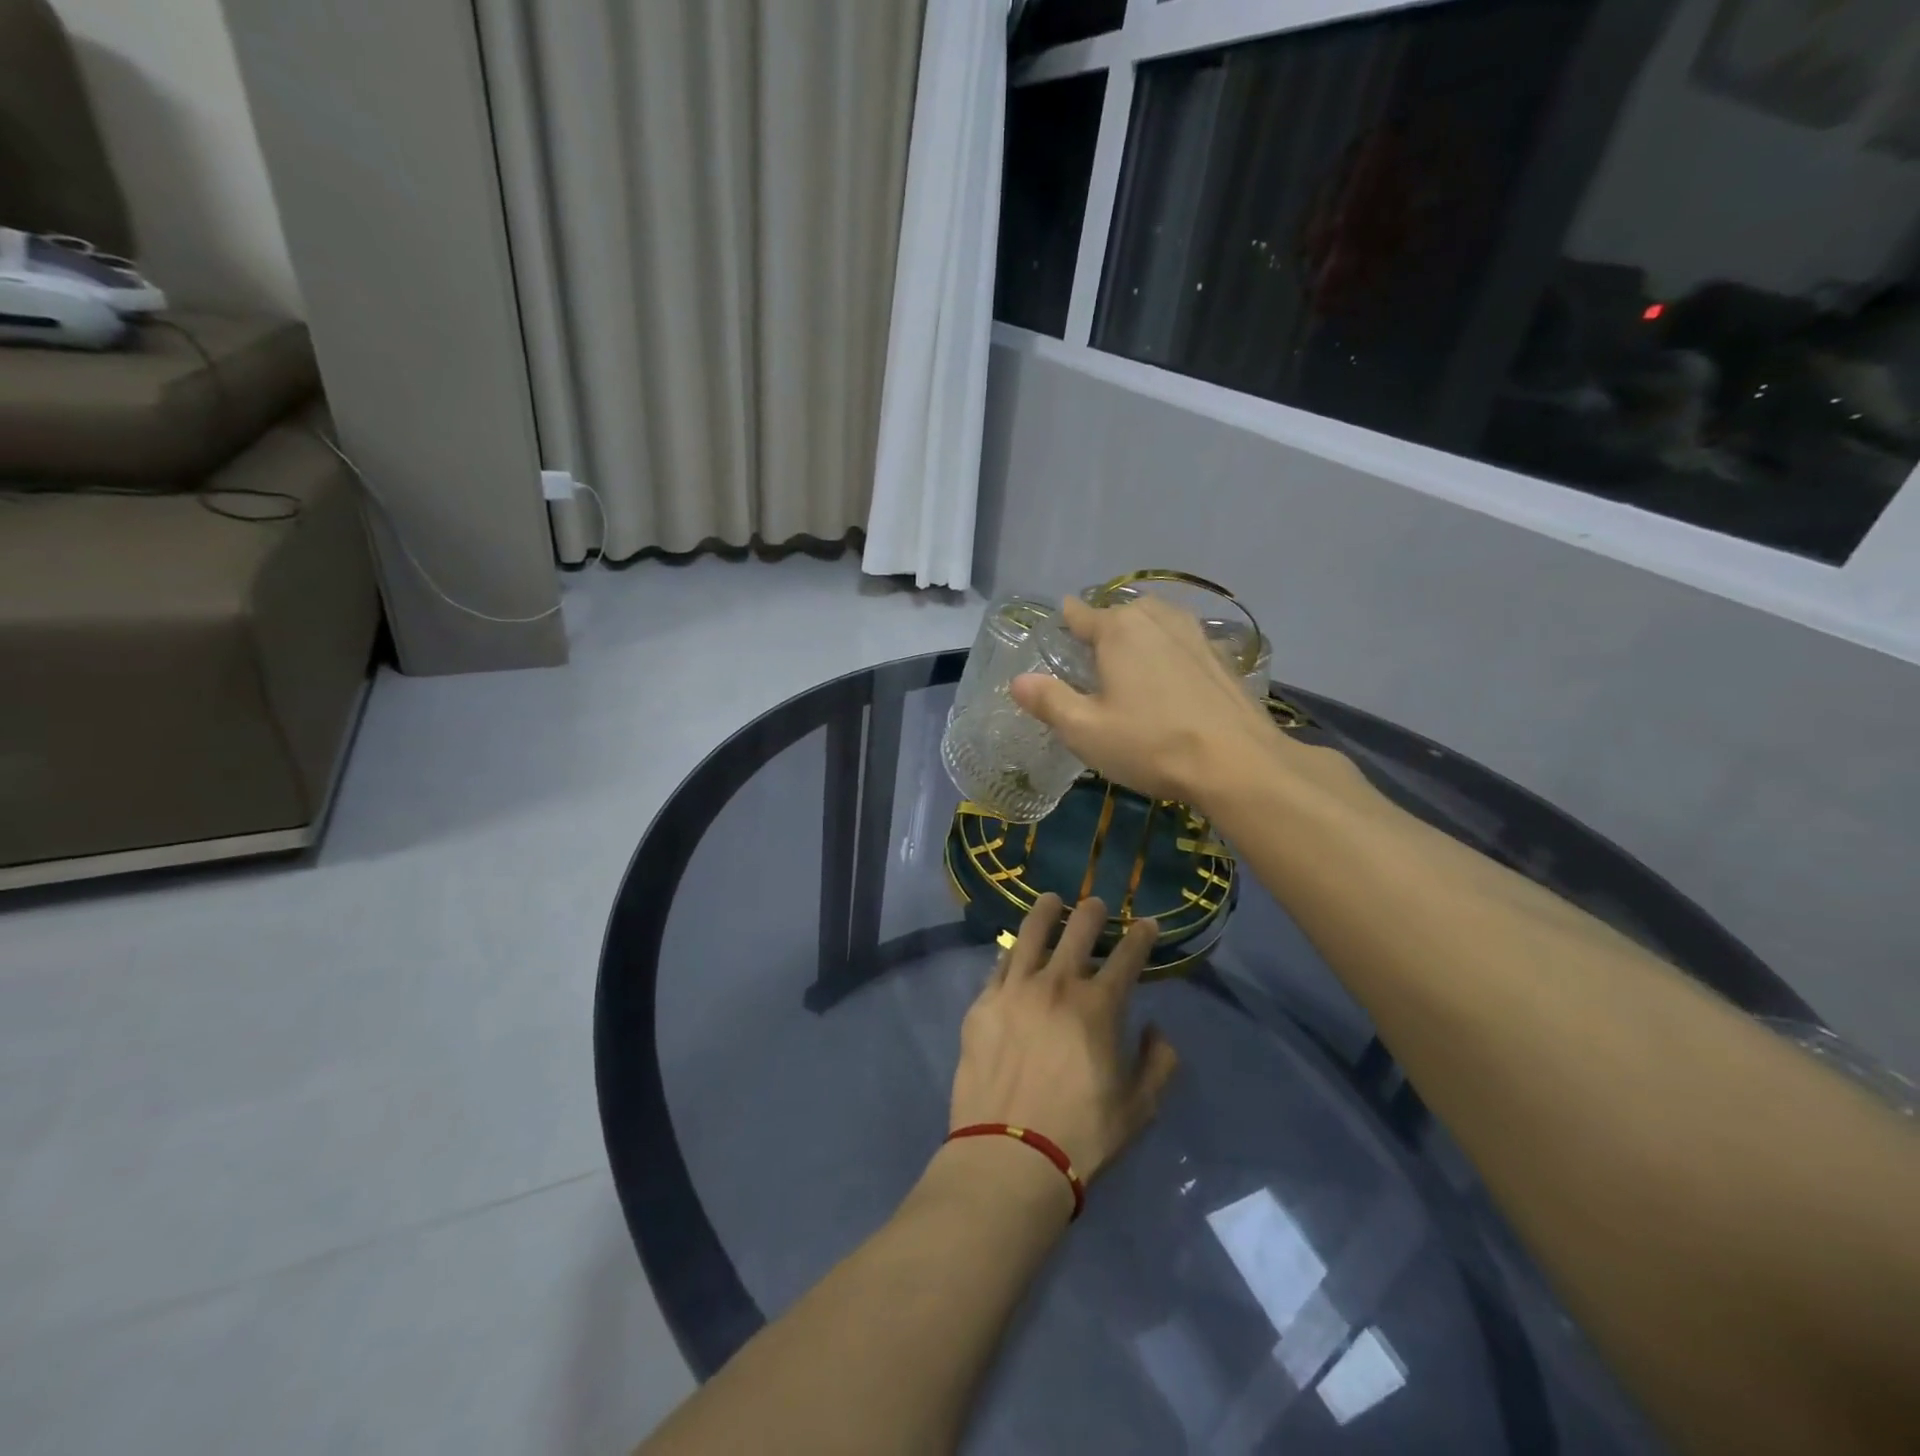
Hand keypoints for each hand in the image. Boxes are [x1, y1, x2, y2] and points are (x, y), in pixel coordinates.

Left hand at [950, 893, 1179, 1187]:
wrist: (1010, 1154)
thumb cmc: (1082, 1135)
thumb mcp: (1140, 1108)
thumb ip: (1159, 1063)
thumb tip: (1155, 1029)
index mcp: (1099, 1006)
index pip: (1128, 955)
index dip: (1142, 935)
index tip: (1147, 924)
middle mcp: (1057, 985)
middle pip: (1078, 929)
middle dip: (1094, 912)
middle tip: (1097, 906)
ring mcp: (1015, 989)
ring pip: (1032, 933)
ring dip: (1047, 912)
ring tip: (1052, 900)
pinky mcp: (983, 1003)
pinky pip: (1000, 964)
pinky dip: (1013, 951)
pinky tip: (1016, 947)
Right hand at [1011, 595, 1279, 806]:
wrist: (1238, 763)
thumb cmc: (1150, 744)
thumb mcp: (1085, 730)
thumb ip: (1049, 701)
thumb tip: (1017, 681)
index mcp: (1118, 630)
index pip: (1081, 614)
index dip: (1066, 619)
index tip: (1059, 623)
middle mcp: (1157, 620)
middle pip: (1122, 612)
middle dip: (1105, 626)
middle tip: (1093, 655)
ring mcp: (1195, 635)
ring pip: (1157, 622)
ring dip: (1141, 633)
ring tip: (1131, 659)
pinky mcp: (1221, 658)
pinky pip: (1184, 642)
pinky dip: (1170, 651)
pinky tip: (1171, 677)